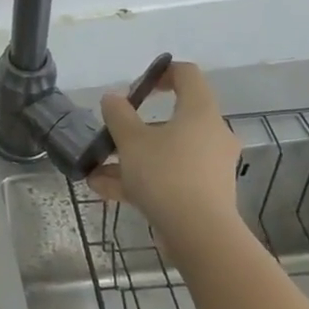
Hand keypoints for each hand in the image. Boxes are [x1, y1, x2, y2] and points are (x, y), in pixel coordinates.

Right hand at [89, 60, 242, 225]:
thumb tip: (112, 99)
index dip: (162, 72)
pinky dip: (142, 180)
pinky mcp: (206, 194)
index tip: (137, 87)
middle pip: (173, 119)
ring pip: (166, 152)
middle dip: (136, 128)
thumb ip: (118, 114)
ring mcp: (210, 166)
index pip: (187, 75)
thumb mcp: (131, 140)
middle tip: (113, 135)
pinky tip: (106, 192)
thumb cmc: (166, 175)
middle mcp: (211, 135)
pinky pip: (170, 177)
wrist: (201, 236)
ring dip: (132, 159)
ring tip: (97, 171)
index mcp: (199, 112)